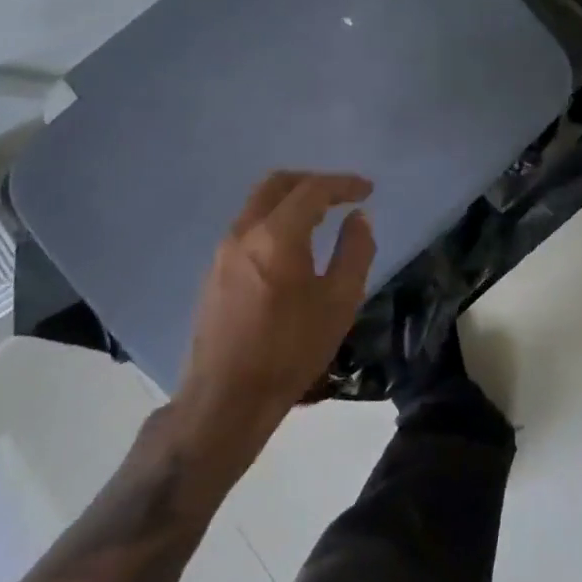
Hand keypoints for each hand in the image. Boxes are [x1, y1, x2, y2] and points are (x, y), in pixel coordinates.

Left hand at [160, 172, 374, 481]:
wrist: (225, 400)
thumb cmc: (290, 351)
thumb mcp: (339, 303)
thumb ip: (355, 251)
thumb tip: (359, 218)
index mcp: (277, 235)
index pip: (313, 189)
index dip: (344, 184)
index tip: (367, 190)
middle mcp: (244, 232)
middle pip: (278, 184)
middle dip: (313, 181)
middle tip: (341, 194)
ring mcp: (223, 251)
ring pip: (258, 203)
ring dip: (291, 200)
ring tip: (320, 218)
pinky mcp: (213, 271)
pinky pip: (248, 226)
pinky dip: (274, 220)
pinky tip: (291, 246)